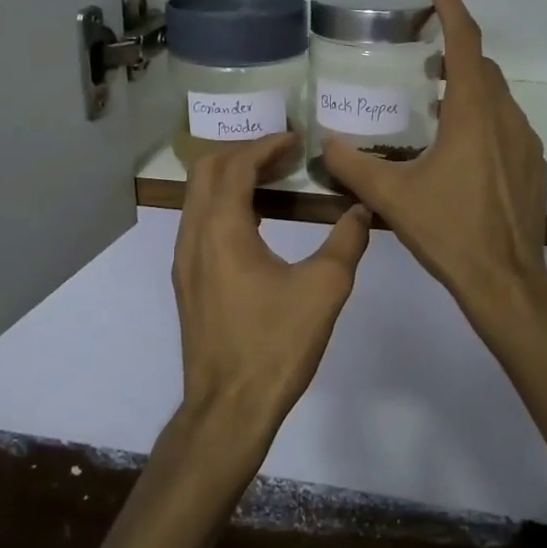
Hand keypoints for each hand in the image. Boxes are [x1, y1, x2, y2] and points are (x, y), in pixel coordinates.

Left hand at [173, 132, 371, 454]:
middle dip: (243, 153)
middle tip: (283, 153)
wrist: (228, 408)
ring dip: (231, 179)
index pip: (236, 166)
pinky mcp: (187, 282)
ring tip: (273, 180)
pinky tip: (258, 224)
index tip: (296, 139)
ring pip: (198, 198)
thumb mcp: (324, 289)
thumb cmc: (275, 345)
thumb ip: (346, 242)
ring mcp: (184, 261)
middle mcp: (193, 236)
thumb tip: (362, 209)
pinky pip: (200, 223)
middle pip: (207, 171)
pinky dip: (225, 206)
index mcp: (222, 229)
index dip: (266, 145)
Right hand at [323, 0, 546, 330]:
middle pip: (484, 69)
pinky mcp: (534, 169)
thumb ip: (352, 166)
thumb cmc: (448, 231)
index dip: (453, 9)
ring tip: (438, 104)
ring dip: (471, 89)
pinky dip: (485, 120)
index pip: (467, 44)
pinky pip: (509, 128)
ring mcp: (527, 145)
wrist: (506, 280)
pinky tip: (464, 149)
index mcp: (473, 114)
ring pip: (499, 99)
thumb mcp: (391, 198)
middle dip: (457, 52)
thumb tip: (323, 143)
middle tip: (426, 56)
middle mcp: (506, 119)